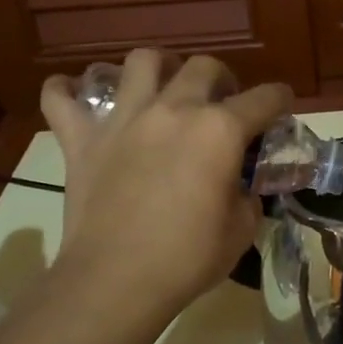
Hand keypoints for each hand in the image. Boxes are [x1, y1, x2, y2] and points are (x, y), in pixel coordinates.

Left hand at [39, 50, 289, 316]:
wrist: (116, 281)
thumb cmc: (187, 259)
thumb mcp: (241, 230)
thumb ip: (247, 196)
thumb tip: (240, 187)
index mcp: (220, 130)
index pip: (264, 98)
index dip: (280, 100)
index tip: (281, 107)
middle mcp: (174, 109)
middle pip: (204, 66)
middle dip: (222, 78)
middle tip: (222, 102)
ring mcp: (124, 119)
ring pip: (140, 62)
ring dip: (158, 68)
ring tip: (162, 87)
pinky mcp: (81, 138)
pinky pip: (60, 98)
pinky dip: (66, 91)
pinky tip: (73, 94)